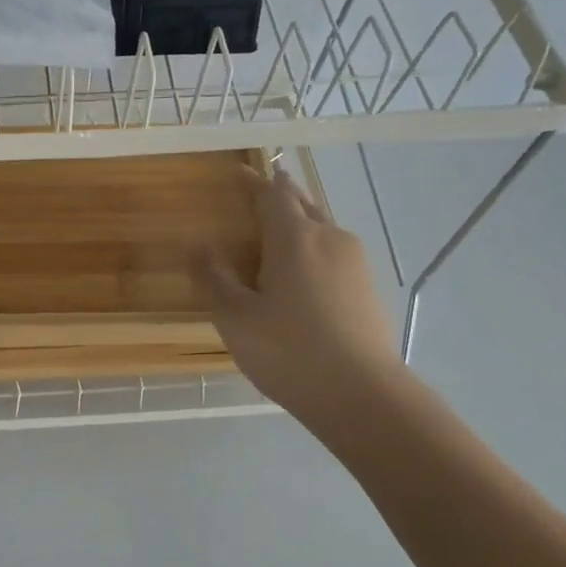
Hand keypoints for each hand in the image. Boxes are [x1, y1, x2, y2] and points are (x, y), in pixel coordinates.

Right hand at [194, 166, 404, 436]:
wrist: (361, 394)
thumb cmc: (287, 351)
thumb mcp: (235, 317)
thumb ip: (214, 276)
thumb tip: (198, 244)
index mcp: (294, 238)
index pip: (272, 195)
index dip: (255, 182)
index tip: (240, 172)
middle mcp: (329, 238)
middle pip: (303, 204)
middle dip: (282, 195)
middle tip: (263, 190)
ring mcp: (355, 263)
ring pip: (322, 228)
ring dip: (300, 221)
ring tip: (280, 229)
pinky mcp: (366, 287)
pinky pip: (334, 252)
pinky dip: (313, 247)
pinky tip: (304, 271)